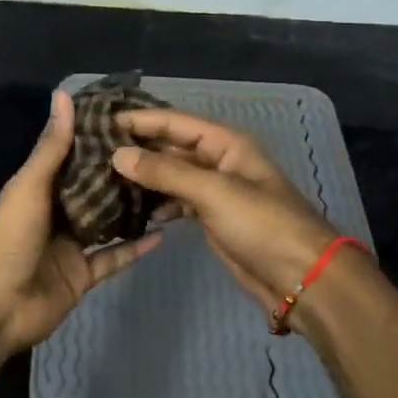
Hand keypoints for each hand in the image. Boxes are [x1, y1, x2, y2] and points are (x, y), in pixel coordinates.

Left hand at [0, 90, 159, 356]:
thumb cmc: (9, 238)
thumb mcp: (29, 186)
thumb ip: (51, 147)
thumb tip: (63, 95)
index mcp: (39, 188)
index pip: (73, 157)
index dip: (97, 139)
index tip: (131, 121)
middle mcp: (56, 213)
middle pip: (93, 190)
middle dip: (120, 175)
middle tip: (160, 154)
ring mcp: (71, 246)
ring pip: (107, 223)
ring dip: (131, 209)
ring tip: (167, 189)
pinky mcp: (83, 275)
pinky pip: (113, 258)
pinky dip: (135, 248)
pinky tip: (162, 233)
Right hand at [112, 108, 343, 319]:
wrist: (301, 277)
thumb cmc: (262, 224)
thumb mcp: (213, 192)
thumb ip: (165, 172)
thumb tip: (118, 155)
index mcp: (226, 144)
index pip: (176, 122)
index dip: (142, 119)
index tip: (104, 120)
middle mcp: (219, 162)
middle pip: (172, 147)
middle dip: (139, 148)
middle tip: (95, 150)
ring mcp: (216, 192)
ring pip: (172, 176)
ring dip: (144, 177)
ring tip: (105, 179)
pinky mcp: (212, 219)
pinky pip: (177, 202)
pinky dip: (157, 204)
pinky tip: (134, 210)